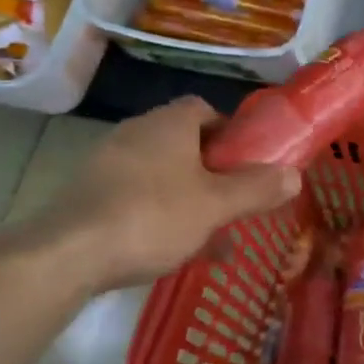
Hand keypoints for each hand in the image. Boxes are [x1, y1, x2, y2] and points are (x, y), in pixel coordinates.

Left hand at [16, 97, 300, 291]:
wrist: (68, 254)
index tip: (246, 161)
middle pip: (183, 143)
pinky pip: (135, 197)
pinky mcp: (88, 194)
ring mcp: (107, 163)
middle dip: (211, 170)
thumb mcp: (215, 206)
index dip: (229, 132)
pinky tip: (171, 252)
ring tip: (209, 236)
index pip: (204, 109)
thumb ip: (256, 189)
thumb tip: (295, 176)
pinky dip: (157, 215)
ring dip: (186, 197)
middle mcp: (136, 133)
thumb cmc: (152, 217)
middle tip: (232, 200)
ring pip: (160, 174)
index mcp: (168, 124)